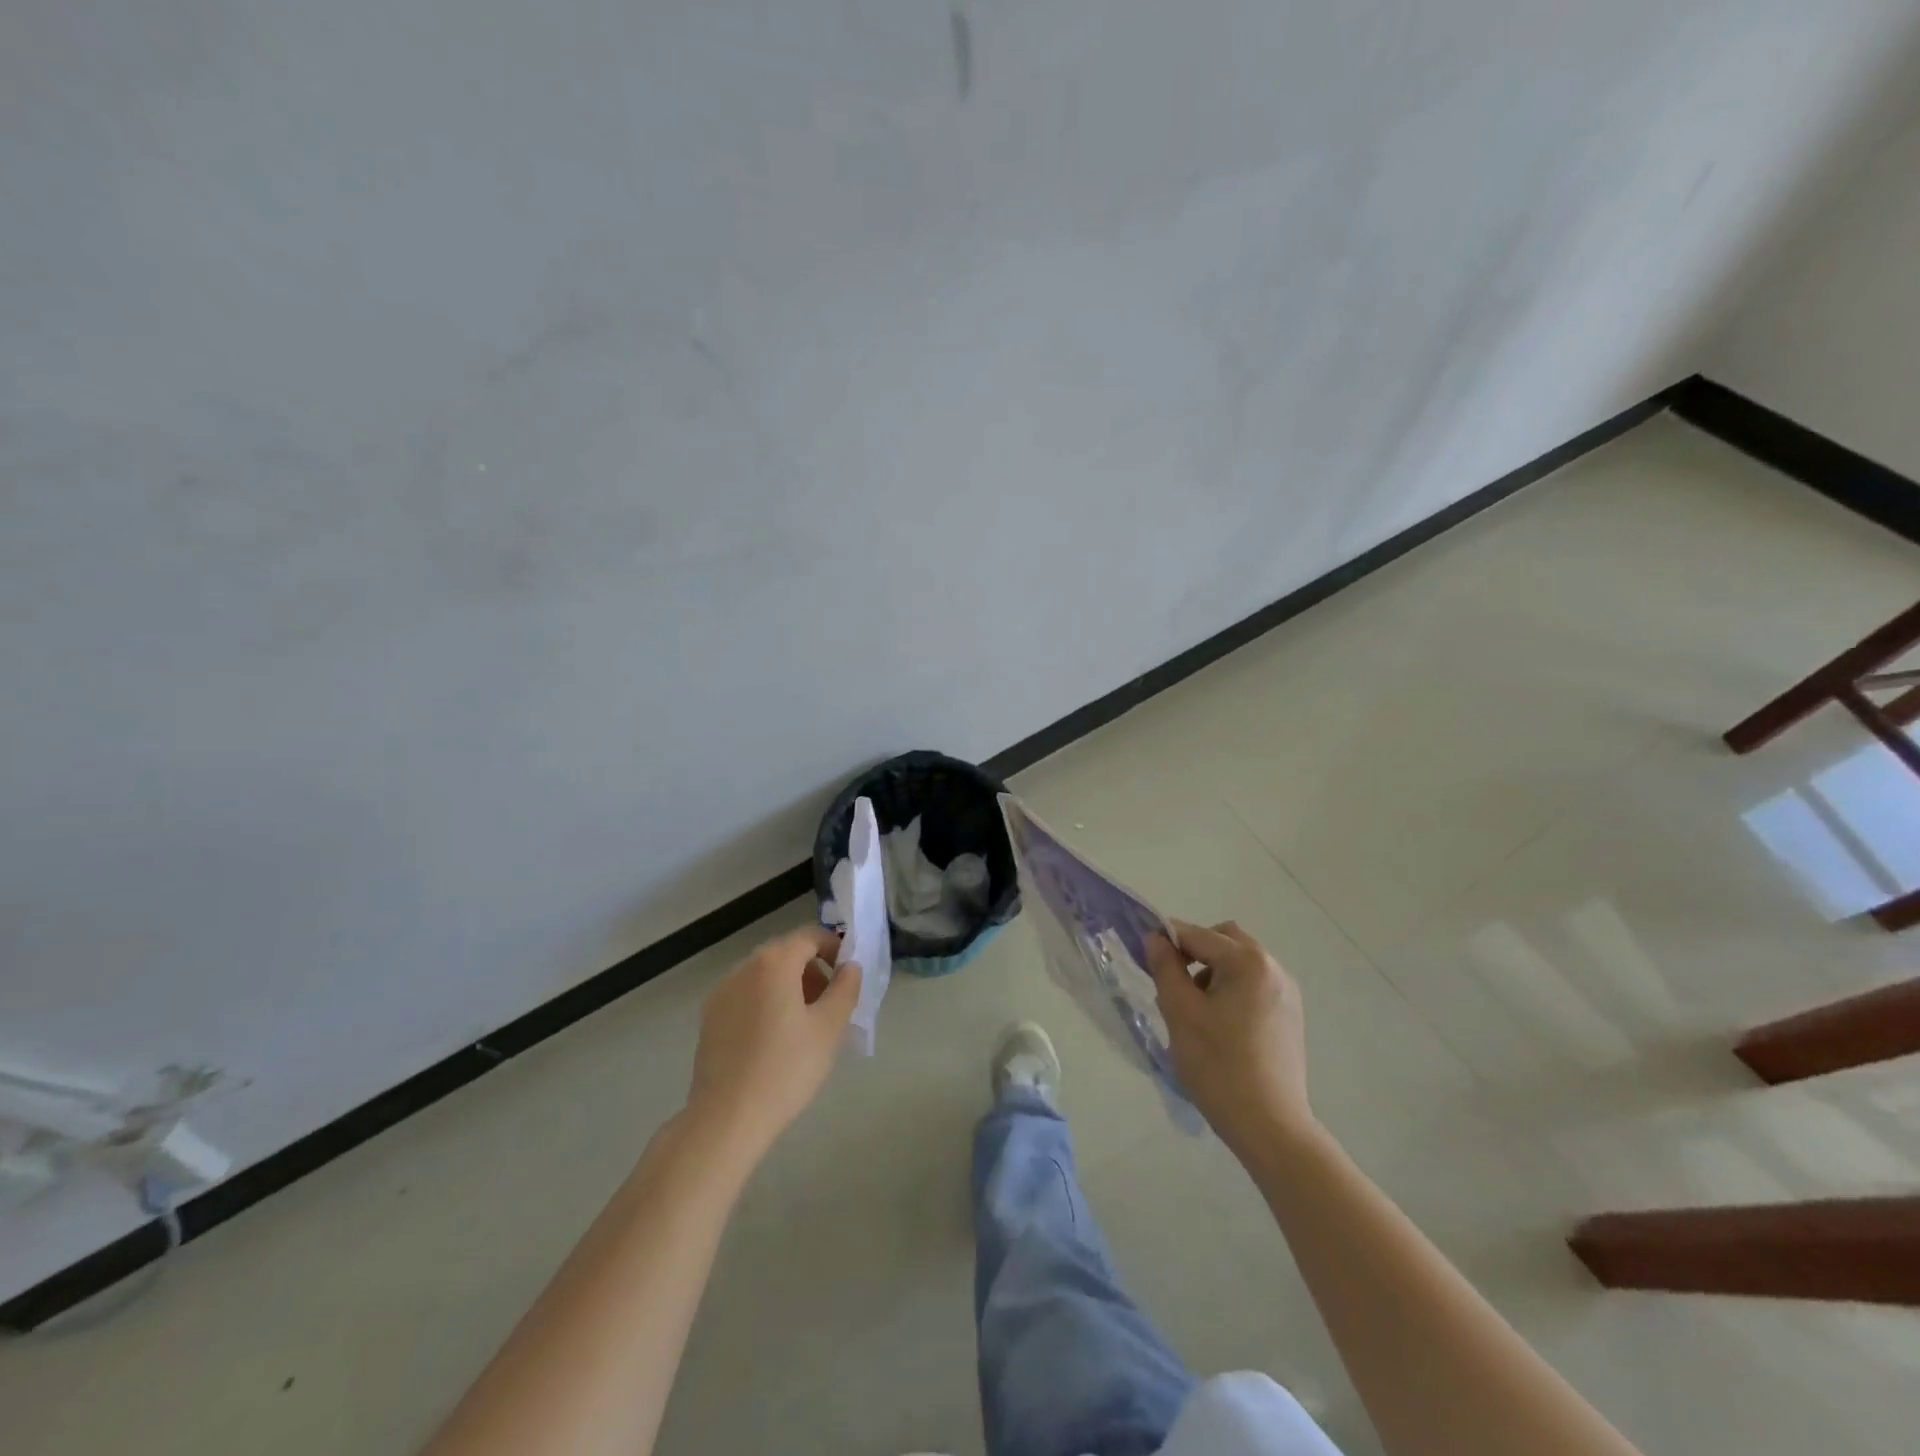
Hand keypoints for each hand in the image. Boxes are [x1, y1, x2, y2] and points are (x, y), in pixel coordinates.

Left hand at [686, 926, 862, 1161]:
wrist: (726, 1119)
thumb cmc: (786, 1068)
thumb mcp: (829, 1028)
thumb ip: (845, 988)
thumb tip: (850, 967)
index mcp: (774, 962)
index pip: (810, 936)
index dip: (834, 948)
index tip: (848, 976)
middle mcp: (744, 968)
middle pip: (785, 954)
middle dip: (812, 970)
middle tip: (830, 1004)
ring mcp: (721, 993)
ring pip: (764, 975)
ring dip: (789, 987)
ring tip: (804, 1025)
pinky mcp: (709, 1018)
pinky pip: (746, 996)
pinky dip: (766, 1003)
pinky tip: (774, 1040)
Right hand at [1145, 920, 1314, 1153]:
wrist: (1270, 1127)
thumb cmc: (1218, 1066)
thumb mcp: (1180, 1012)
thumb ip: (1165, 967)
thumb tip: (1155, 938)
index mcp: (1248, 962)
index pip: (1197, 935)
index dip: (1165, 940)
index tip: (1142, 957)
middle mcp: (1273, 968)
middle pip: (1224, 940)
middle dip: (1194, 951)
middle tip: (1171, 982)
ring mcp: (1287, 993)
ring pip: (1239, 963)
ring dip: (1212, 971)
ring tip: (1193, 1010)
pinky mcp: (1290, 1016)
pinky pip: (1254, 985)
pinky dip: (1231, 989)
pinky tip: (1218, 1025)